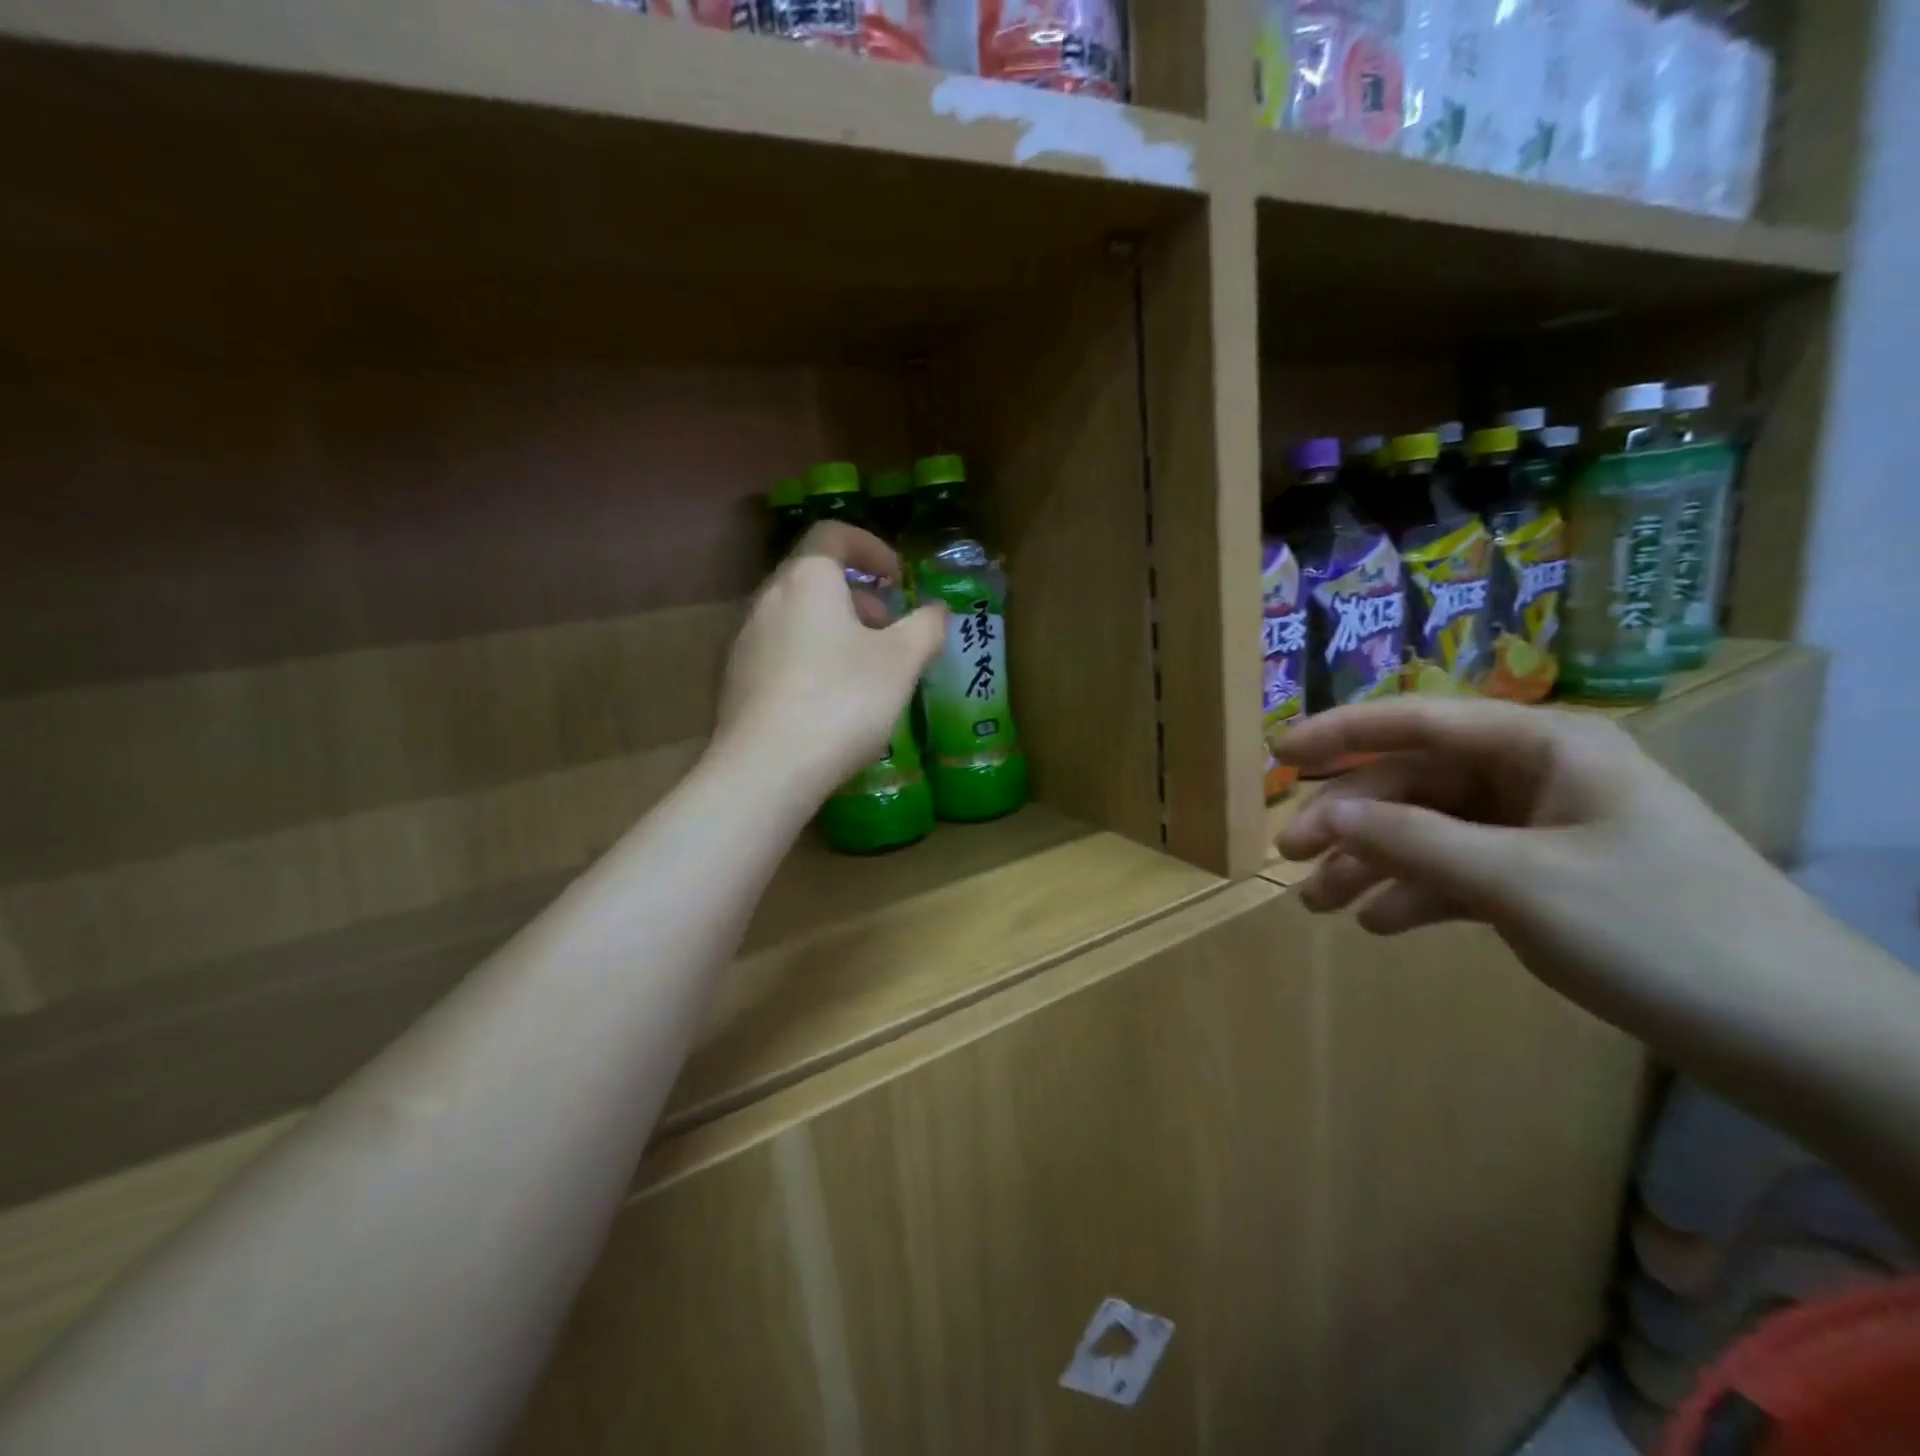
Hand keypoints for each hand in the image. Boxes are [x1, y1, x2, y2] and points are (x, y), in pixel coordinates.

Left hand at [715, 522, 945, 798]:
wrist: (767, 769)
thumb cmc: (842, 700)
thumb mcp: (901, 662)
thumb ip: (926, 627)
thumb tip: (938, 610)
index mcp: (807, 580)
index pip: (833, 534)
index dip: (871, 547)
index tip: (898, 578)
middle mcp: (768, 600)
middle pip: (815, 578)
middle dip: (859, 598)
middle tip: (890, 630)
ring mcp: (746, 641)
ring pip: (798, 617)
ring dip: (836, 630)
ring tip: (867, 671)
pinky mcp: (736, 681)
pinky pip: (781, 652)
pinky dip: (812, 659)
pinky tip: (832, 702)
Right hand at [1274, 697, 1795, 1033]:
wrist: (1802, 1041)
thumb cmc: (1660, 933)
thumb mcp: (1519, 883)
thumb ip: (1413, 841)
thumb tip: (1328, 814)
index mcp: (1544, 747)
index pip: (1419, 721)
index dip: (1341, 733)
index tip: (1278, 755)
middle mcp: (1538, 776)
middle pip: (1416, 783)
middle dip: (1350, 819)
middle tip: (1290, 856)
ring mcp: (1543, 830)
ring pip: (1431, 831)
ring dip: (1373, 863)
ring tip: (1318, 904)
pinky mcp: (1548, 880)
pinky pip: (1460, 872)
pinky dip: (1417, 894)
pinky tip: (1380, 924)